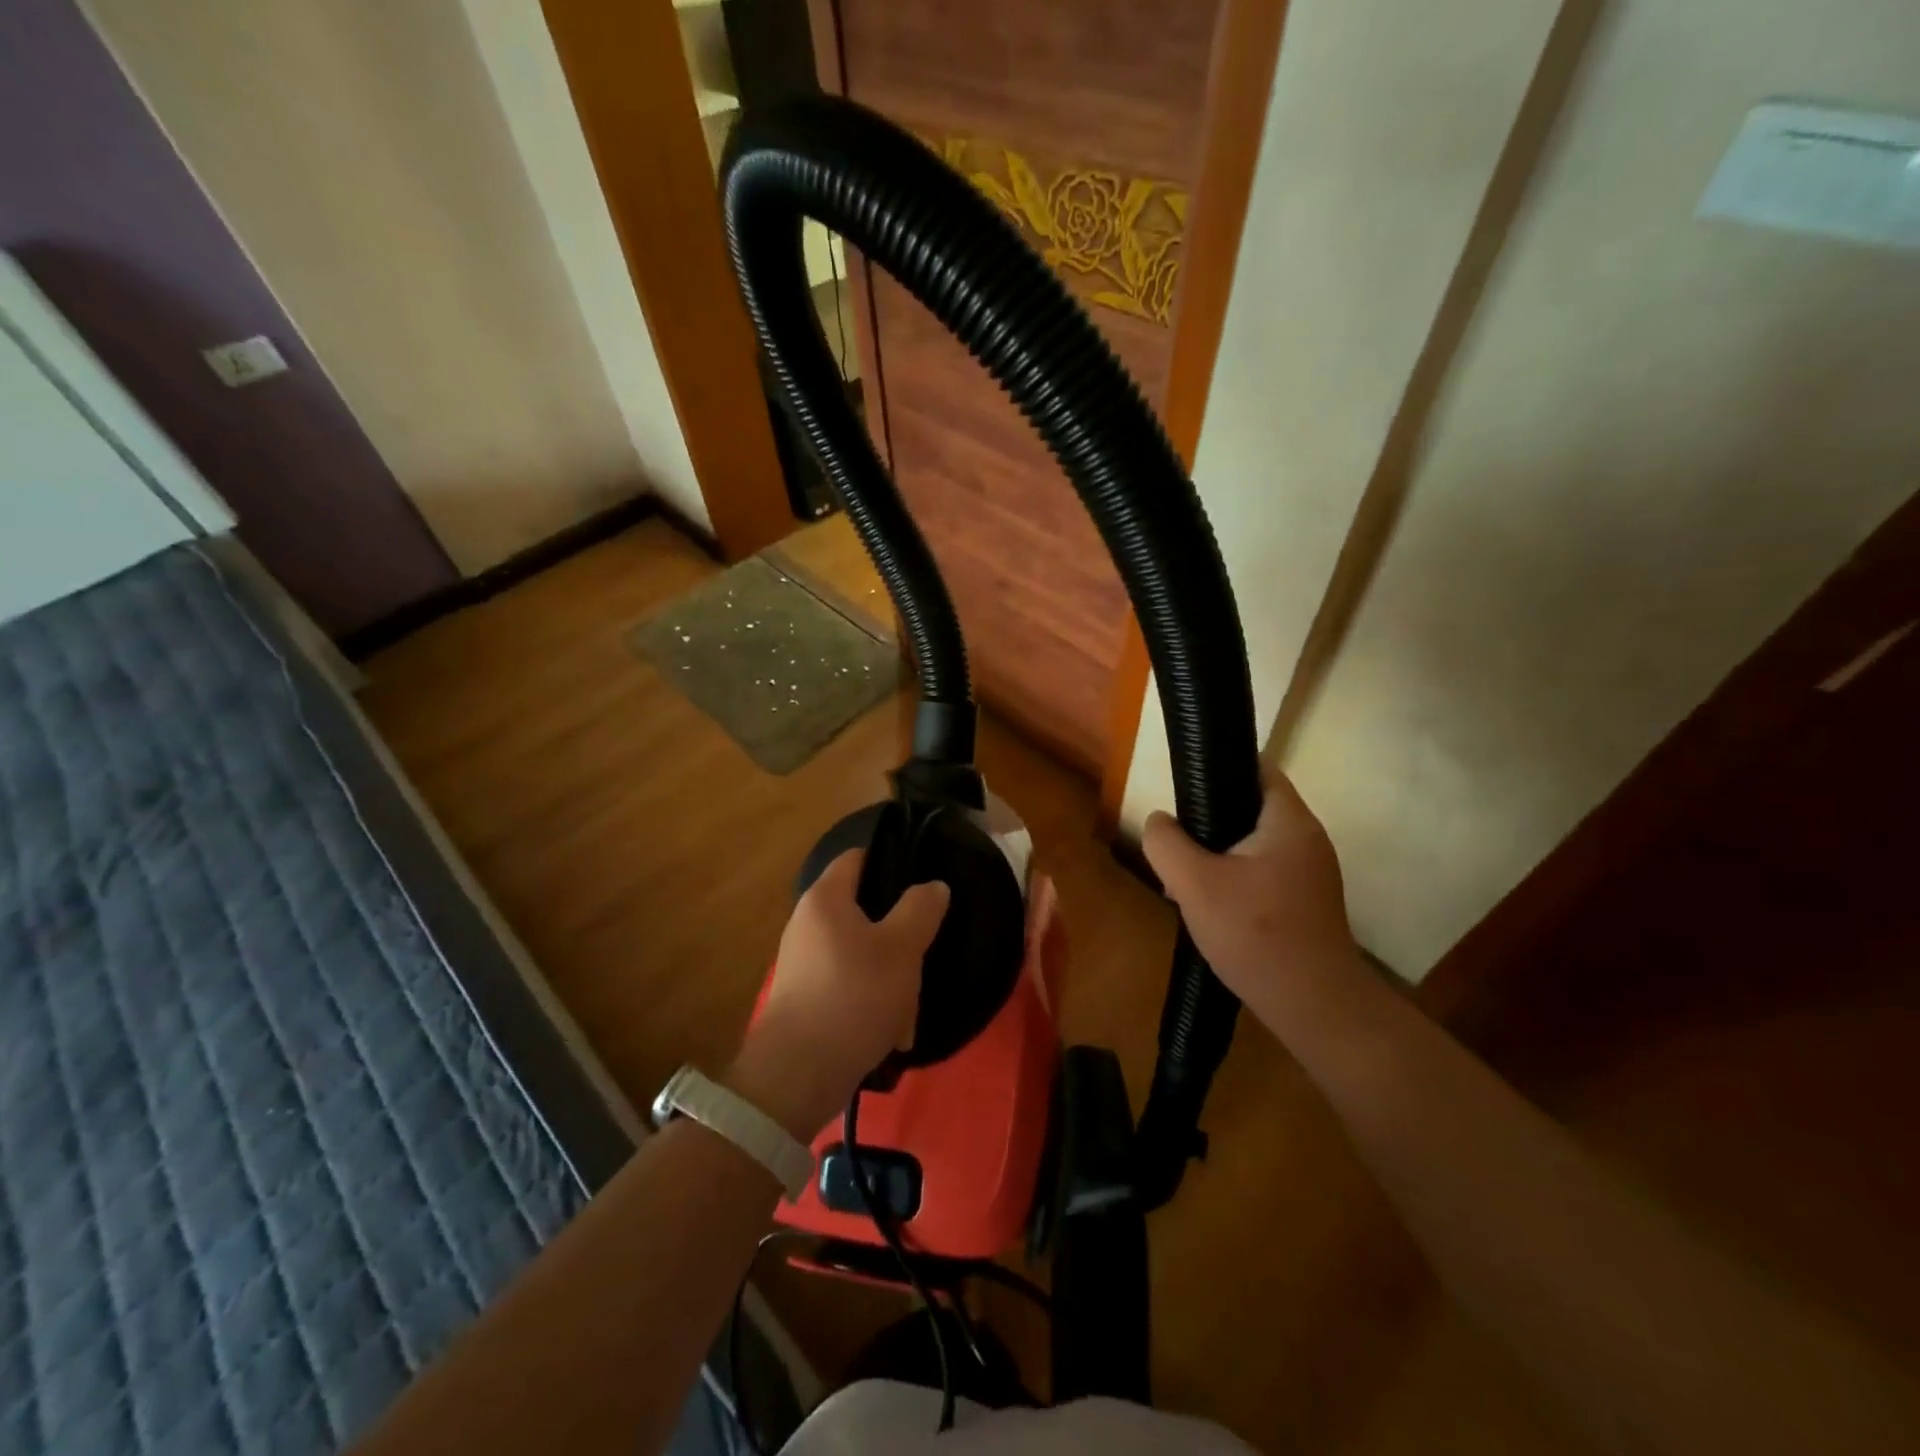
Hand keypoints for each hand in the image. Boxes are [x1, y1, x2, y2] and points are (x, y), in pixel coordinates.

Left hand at [726, 850, 949, 1138]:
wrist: (797, 1076)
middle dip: (899, 935)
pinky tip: (892, 1033)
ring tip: (911, 1010)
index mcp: (825, 899)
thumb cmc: (854, 996)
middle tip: (925, 951)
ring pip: (862, 955)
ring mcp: (803, 963)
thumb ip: (921, 910)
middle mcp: (807, 924)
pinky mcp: (805, 999)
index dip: (892, 859)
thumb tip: (933, 885)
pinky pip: (849, 987)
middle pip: (864, 911)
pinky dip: (872, 1003)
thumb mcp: (901, 949)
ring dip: (891, 978)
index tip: (925, 877)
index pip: (858, 857)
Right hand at [1142, 773, 1357, 1029]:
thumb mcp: (1194, 884)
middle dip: (1209, 821)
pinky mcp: (1306, 902)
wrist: (1315, 1007)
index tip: (1183, 789)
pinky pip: (1263, 873)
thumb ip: (1166, 843)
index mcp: (1289, 821)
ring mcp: (1310, 873)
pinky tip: (1212, 907)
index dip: (1219, 768)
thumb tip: (1159, 822)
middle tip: (1176, 844)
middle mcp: (1307, 838)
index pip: (1257, 768)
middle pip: (1251, 808)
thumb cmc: (1256, 934)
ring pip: (1253, 845)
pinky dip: (1235, 879)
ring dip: (1218, 855)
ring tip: (1185, 879)